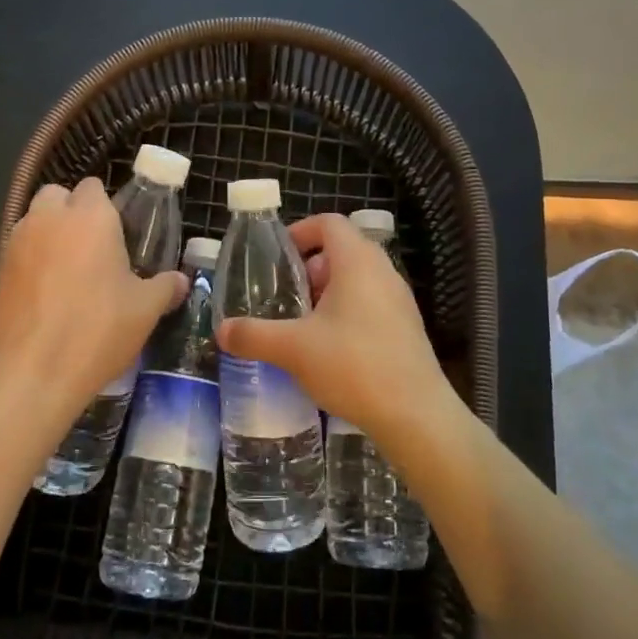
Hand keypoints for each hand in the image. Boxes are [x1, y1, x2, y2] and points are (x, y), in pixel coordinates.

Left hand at [0, 179, 186, 430]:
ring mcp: (16, 243)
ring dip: (50, 236)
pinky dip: (31, 263)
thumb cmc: (96, 330)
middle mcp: (49, 219)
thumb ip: (164, 287)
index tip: (120, 236)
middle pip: (58, 196)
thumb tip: (180, 281)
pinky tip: (47, 298)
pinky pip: (19, 252)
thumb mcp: (145, 310)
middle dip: (72, 213)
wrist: (29, 373)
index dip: (107, 207)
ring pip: (34, 222)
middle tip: (94, 251)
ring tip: (70, 275)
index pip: (94, 186)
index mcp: (90, 216)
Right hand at [217, 213, 453, 442]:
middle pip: (343, 249)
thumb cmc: (353, 366)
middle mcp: (383, 272)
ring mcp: (399, 300)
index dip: (300, 231)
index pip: (328, 223)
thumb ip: (254, 335)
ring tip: (301, 323)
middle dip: (309, 267)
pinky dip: (347, 311)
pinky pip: (371, 303)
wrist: (415, 415)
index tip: (277, 256)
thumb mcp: (293, 349)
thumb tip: (222, 330)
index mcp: (357, 262)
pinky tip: (329, 347)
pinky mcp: (406, 327)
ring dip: (327, 291)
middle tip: (284, 294)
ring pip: (358, 278)